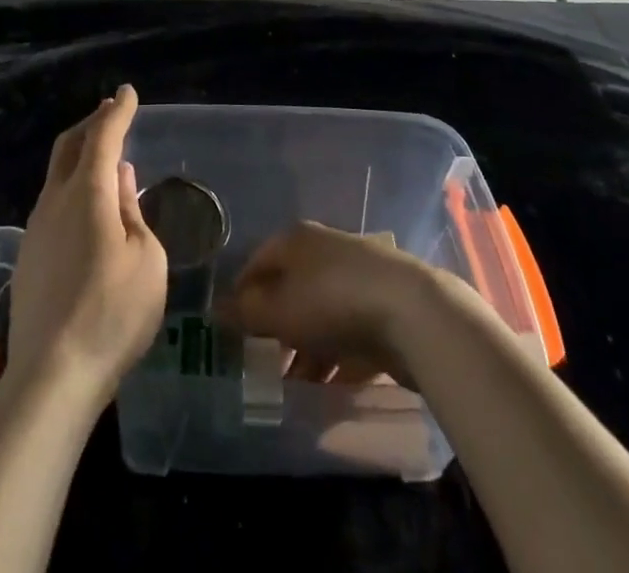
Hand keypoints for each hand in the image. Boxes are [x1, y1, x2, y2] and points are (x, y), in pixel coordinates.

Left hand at [6, 85, 166, 411]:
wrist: (52, 375)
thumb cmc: (112, 314)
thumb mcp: (146, 260)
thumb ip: (132, 212)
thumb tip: (119, 177)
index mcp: (88, 193)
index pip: (103, 136)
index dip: (117, 112)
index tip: (128, 93)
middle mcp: (55, 200)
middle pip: (70, 146)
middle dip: (92, 123)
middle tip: (110, 111)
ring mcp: (36, 228)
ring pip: (57, 174)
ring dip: (80, 155)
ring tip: (102, 154)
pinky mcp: (28, 256)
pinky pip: (52, 203)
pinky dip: (72, 186)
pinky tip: (86, 206)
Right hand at [224, 221, 448, 385]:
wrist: (412, 312)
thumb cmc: (331, 302)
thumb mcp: (278, 310)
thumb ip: (246, 313)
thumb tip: (215, 310)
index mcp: (296, 240)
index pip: (258, 262)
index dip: (242, 295)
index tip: (233, 331)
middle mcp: (325, 250)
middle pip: (291, 288)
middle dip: (276, 327)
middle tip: (264, 364)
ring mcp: (358, 277)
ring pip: (321, 314)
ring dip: (307, 349)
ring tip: (295, 388)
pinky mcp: (384, 307)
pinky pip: (351, 333)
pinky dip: (338, 358)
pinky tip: (331, 388)